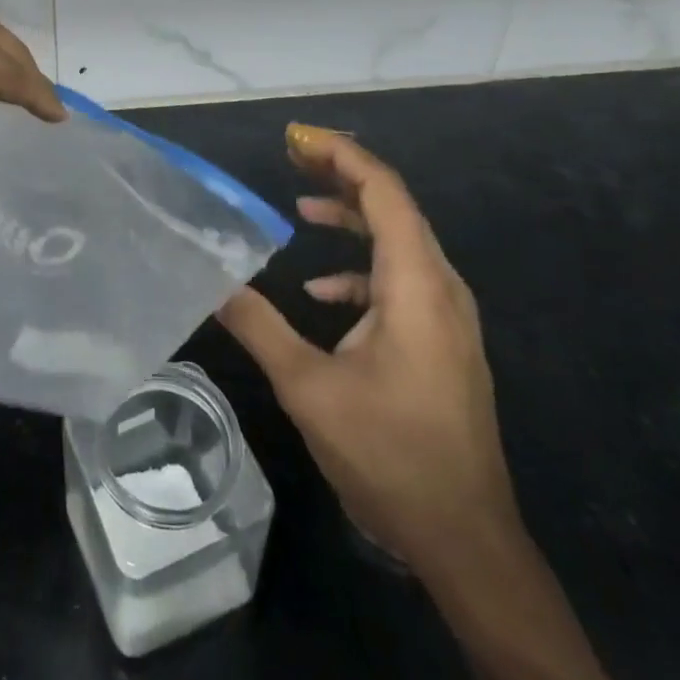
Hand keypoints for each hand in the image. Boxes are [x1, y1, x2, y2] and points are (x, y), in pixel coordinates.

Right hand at [217, 123, 517, 576]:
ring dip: (351, 217)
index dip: (341, 154)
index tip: (295, 137)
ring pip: (399, 241)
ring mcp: (446, 316)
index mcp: (416, 285)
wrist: (467, 542)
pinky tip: (321, 292)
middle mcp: (440, 287)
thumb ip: (258, 324)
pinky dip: (360, 268)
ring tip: (300, 205)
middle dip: (341, 174)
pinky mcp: (441, 341)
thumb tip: (212, 279)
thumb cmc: (391, 455)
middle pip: (394, 207)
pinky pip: (401, 279)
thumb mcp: (309, 388)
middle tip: (291, 155)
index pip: (384, 192)